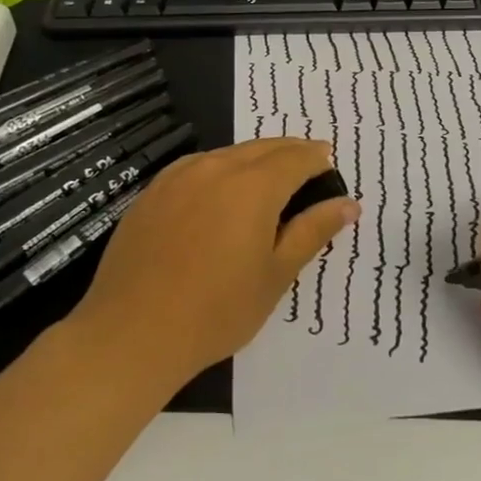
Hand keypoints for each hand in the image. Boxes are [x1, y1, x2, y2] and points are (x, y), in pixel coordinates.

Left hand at [71, 138, 358, 384]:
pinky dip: (220, 170)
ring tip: (268, 185)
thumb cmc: (217, 310)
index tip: (329, 169)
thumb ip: (313, 231)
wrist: (132, 333)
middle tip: (307, 172)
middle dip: (290, 154)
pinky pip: (197, 167)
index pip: (298, 157)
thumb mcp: (276, 274)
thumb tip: (348, 204)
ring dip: (255, 160)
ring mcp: (178, 177)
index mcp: (254, 186)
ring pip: (229, 154)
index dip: (318, 159)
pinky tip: (220, 194)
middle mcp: (216, 168)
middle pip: (264, 148)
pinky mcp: (152, 192)